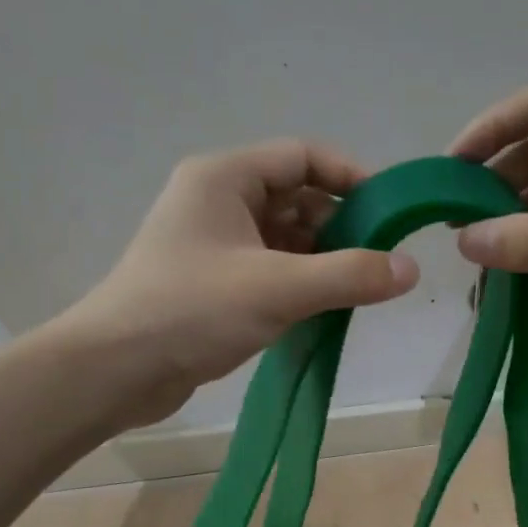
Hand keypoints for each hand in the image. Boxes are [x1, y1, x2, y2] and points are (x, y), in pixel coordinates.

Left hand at [65, 140, 419, 424]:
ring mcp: (214, 243)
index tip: (391, 212)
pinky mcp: (213, 282)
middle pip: (297, 197)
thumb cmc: (193, 311)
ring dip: (322, 258)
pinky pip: (270, 268)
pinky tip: (324, 308)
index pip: (303, 156)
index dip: (351, 177)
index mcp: (225, 178)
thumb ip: (350, 275)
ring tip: (357, 289)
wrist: (116, 370)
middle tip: (379, 261)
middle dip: (341, 225)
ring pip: (285, 237)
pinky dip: (300, 282)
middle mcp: (218, 200)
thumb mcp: (279, 288)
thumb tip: (411, 269)